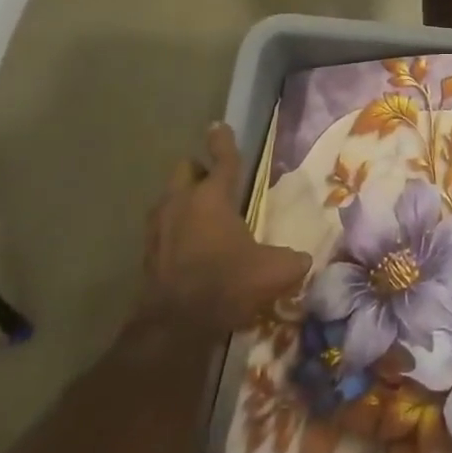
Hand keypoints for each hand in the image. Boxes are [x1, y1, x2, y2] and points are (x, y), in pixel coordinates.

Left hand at [136, 123, 310, 338]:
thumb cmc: (226, 285)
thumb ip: (292, 260)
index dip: (223, 141)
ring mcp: (159, 227)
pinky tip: (188, 249)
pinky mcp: (146, 253)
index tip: (218, 126)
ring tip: (200, 217)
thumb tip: (305, 258)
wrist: (174, 327)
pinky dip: (173, 230)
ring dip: (182, 200)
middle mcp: (182, 203)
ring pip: (168, 197)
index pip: (222, 159)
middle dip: (198, 170)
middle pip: (185, 169)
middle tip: (214, 184)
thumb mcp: (273, 272)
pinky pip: (161, 228)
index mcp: (213, 197)